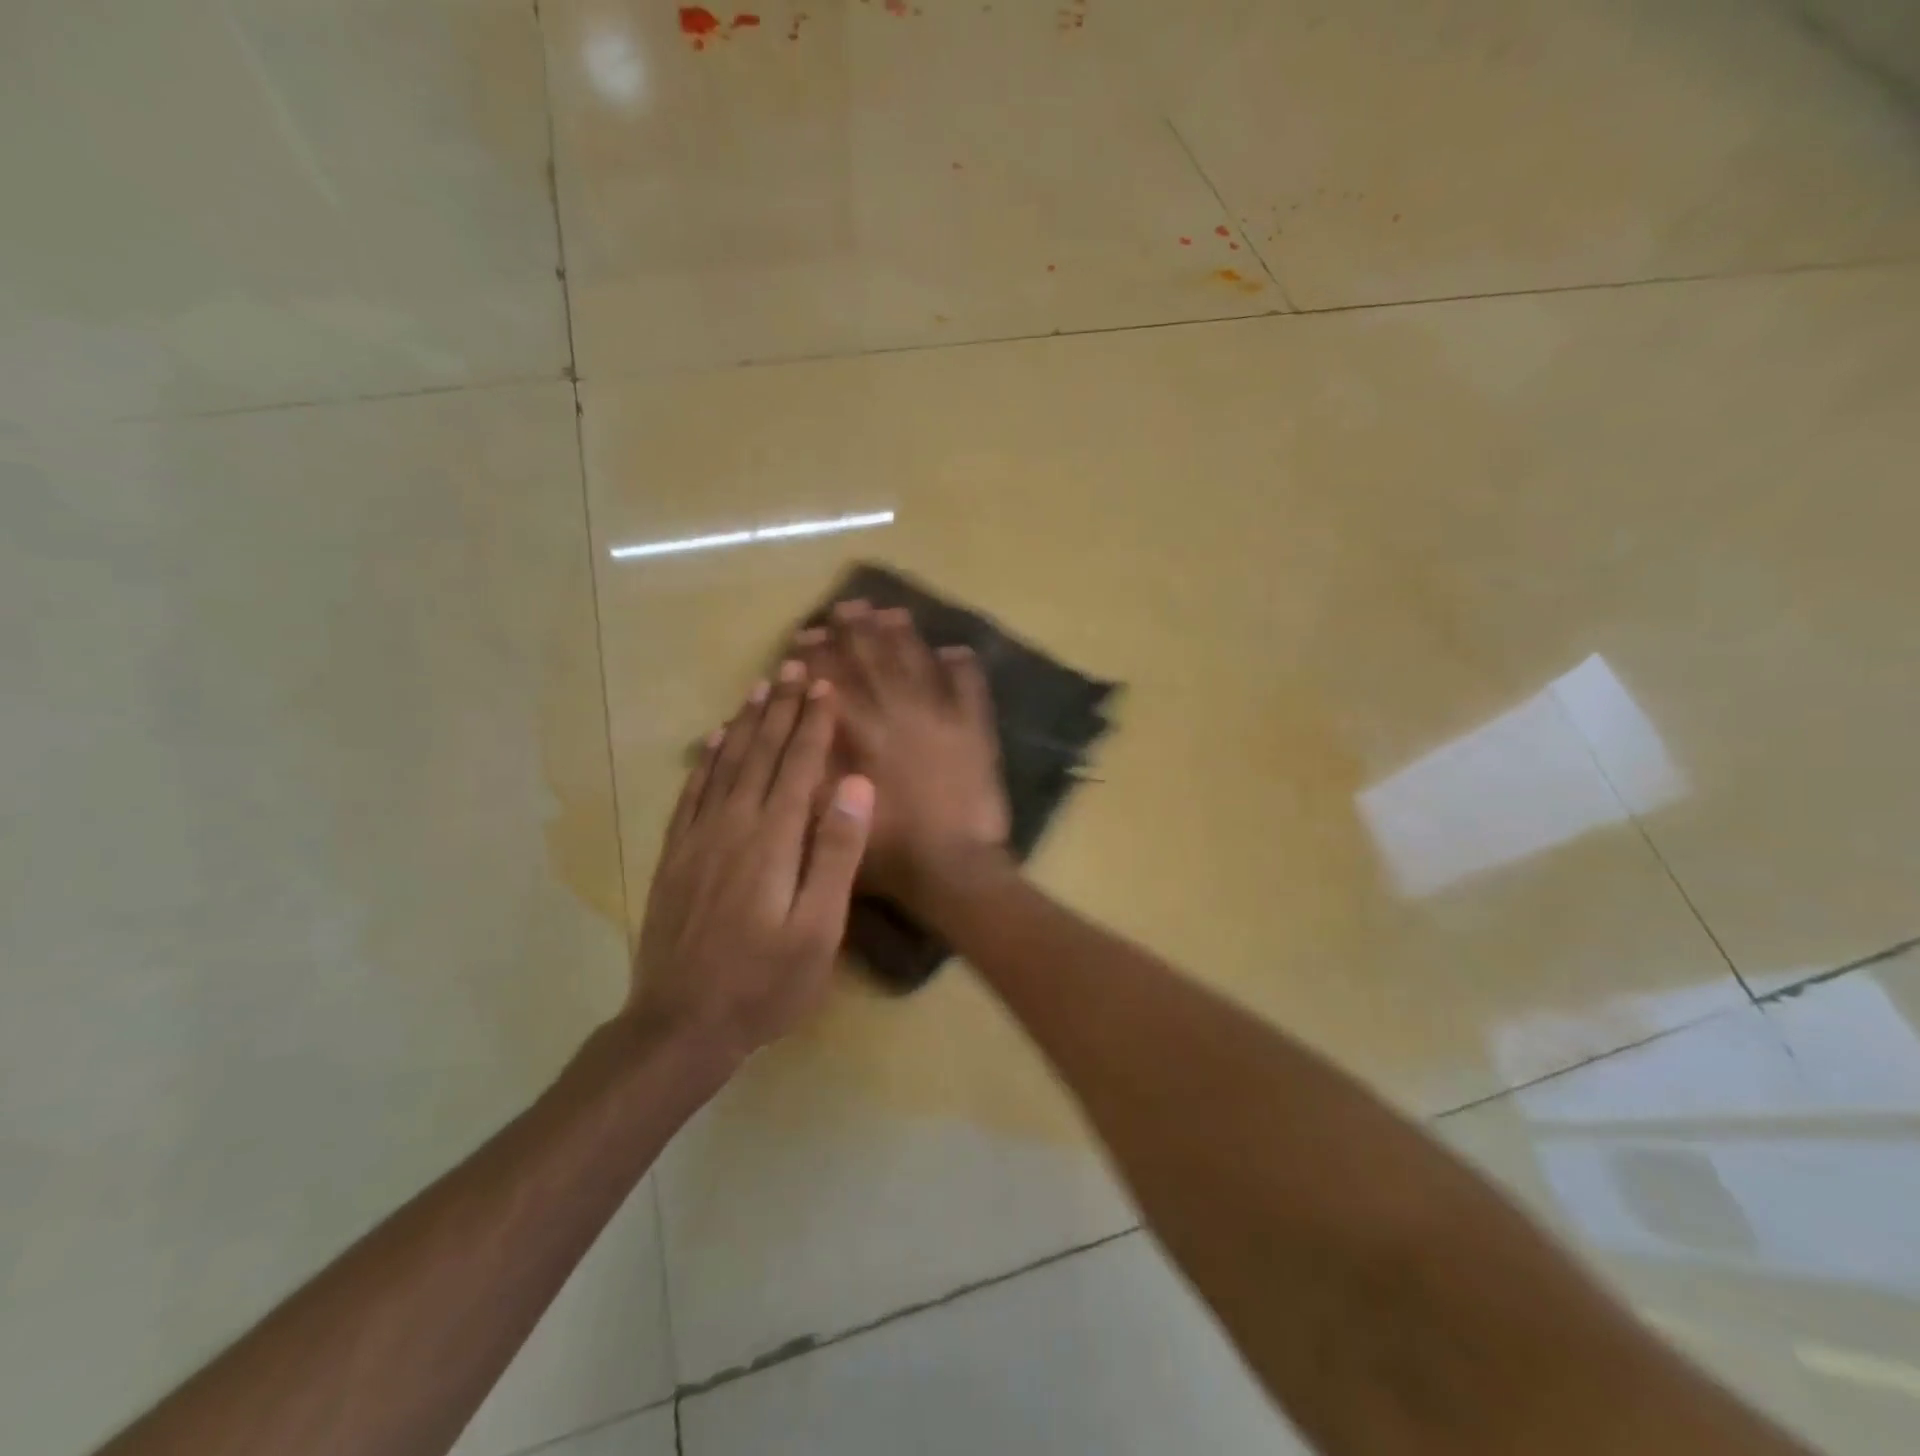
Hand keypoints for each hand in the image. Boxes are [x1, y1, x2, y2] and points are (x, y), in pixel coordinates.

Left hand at [630, 662, 873, 1062]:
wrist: (681, 1024)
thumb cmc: (765, 982)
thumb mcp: (819, 929)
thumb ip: (836, 854)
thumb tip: (856, 786)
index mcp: (774, 840)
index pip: (798, 767)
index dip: (814, 724)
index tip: (825, 685)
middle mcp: (733, 826)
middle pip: (761, 754)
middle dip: (782, 709)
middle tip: (794, 667)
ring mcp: (697, 839)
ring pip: (725, 765)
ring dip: (745, 723)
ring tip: (760, 688)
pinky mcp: (675, 856)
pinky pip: (691, 794)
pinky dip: (705, 761)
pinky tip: (713, 742)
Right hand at [794, 601, 1010, 908]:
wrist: (953, 865)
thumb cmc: (886, 849)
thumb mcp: (827, 815)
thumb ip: (811, 764)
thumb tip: (798, 720)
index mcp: (860, 732)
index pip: (832, 680)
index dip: (818, 655)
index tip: (808, 634)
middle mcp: (897, 712)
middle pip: (873, 660)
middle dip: (856, 630)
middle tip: (846, 606)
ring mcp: (940, 716)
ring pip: (917, 663)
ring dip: (902, 635)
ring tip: (889, 612)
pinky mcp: (974, 730)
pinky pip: (969, 686)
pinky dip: (962, 666)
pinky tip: (955, 649)